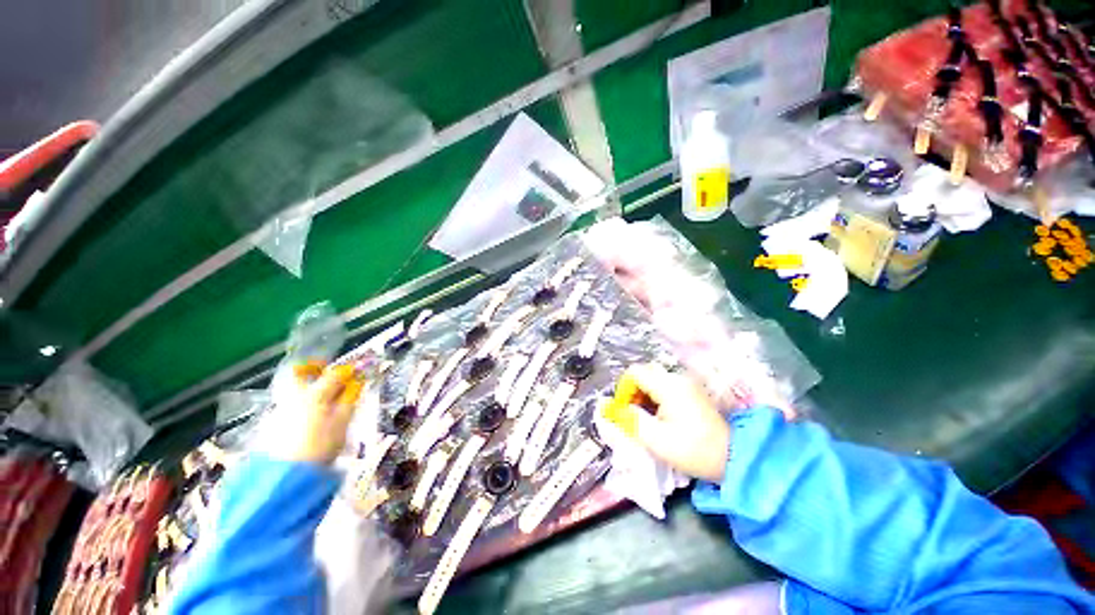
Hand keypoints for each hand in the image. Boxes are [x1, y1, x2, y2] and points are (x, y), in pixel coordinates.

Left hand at [284, 363, 363, 464]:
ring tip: (327, 399)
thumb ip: (350, 399)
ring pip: (295, 388)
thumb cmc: (321, 445)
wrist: (287, 476)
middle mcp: (295, 396)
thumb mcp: (342, 421)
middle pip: (300, 372)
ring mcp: (282, 408)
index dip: (349, 370)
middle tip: (331, 374)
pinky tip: (314, 415)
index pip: (334, 374)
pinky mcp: (274, 422)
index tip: (360, 371)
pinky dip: (304, 401)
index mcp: (314, 394)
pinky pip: (291, 402)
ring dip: (311, 386)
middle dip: (315, 368)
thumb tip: (358, 381)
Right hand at [624, 363, 730, 482]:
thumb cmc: (693, 449)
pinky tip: (660, 417)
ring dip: (644, 396)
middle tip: (632, 415)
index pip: (634, 373)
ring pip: (654, 380)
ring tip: (645, 419)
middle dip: (633, 392)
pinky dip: (656, 398)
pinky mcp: (693, 392)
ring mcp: (687, 384)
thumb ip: (630, 419)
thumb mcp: (656, 439)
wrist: (736, 458)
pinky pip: (666, 386)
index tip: (623, 411)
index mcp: (668, 386)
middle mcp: (678, 378)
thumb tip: (611, 408)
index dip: (623, 389)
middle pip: (644, 374)